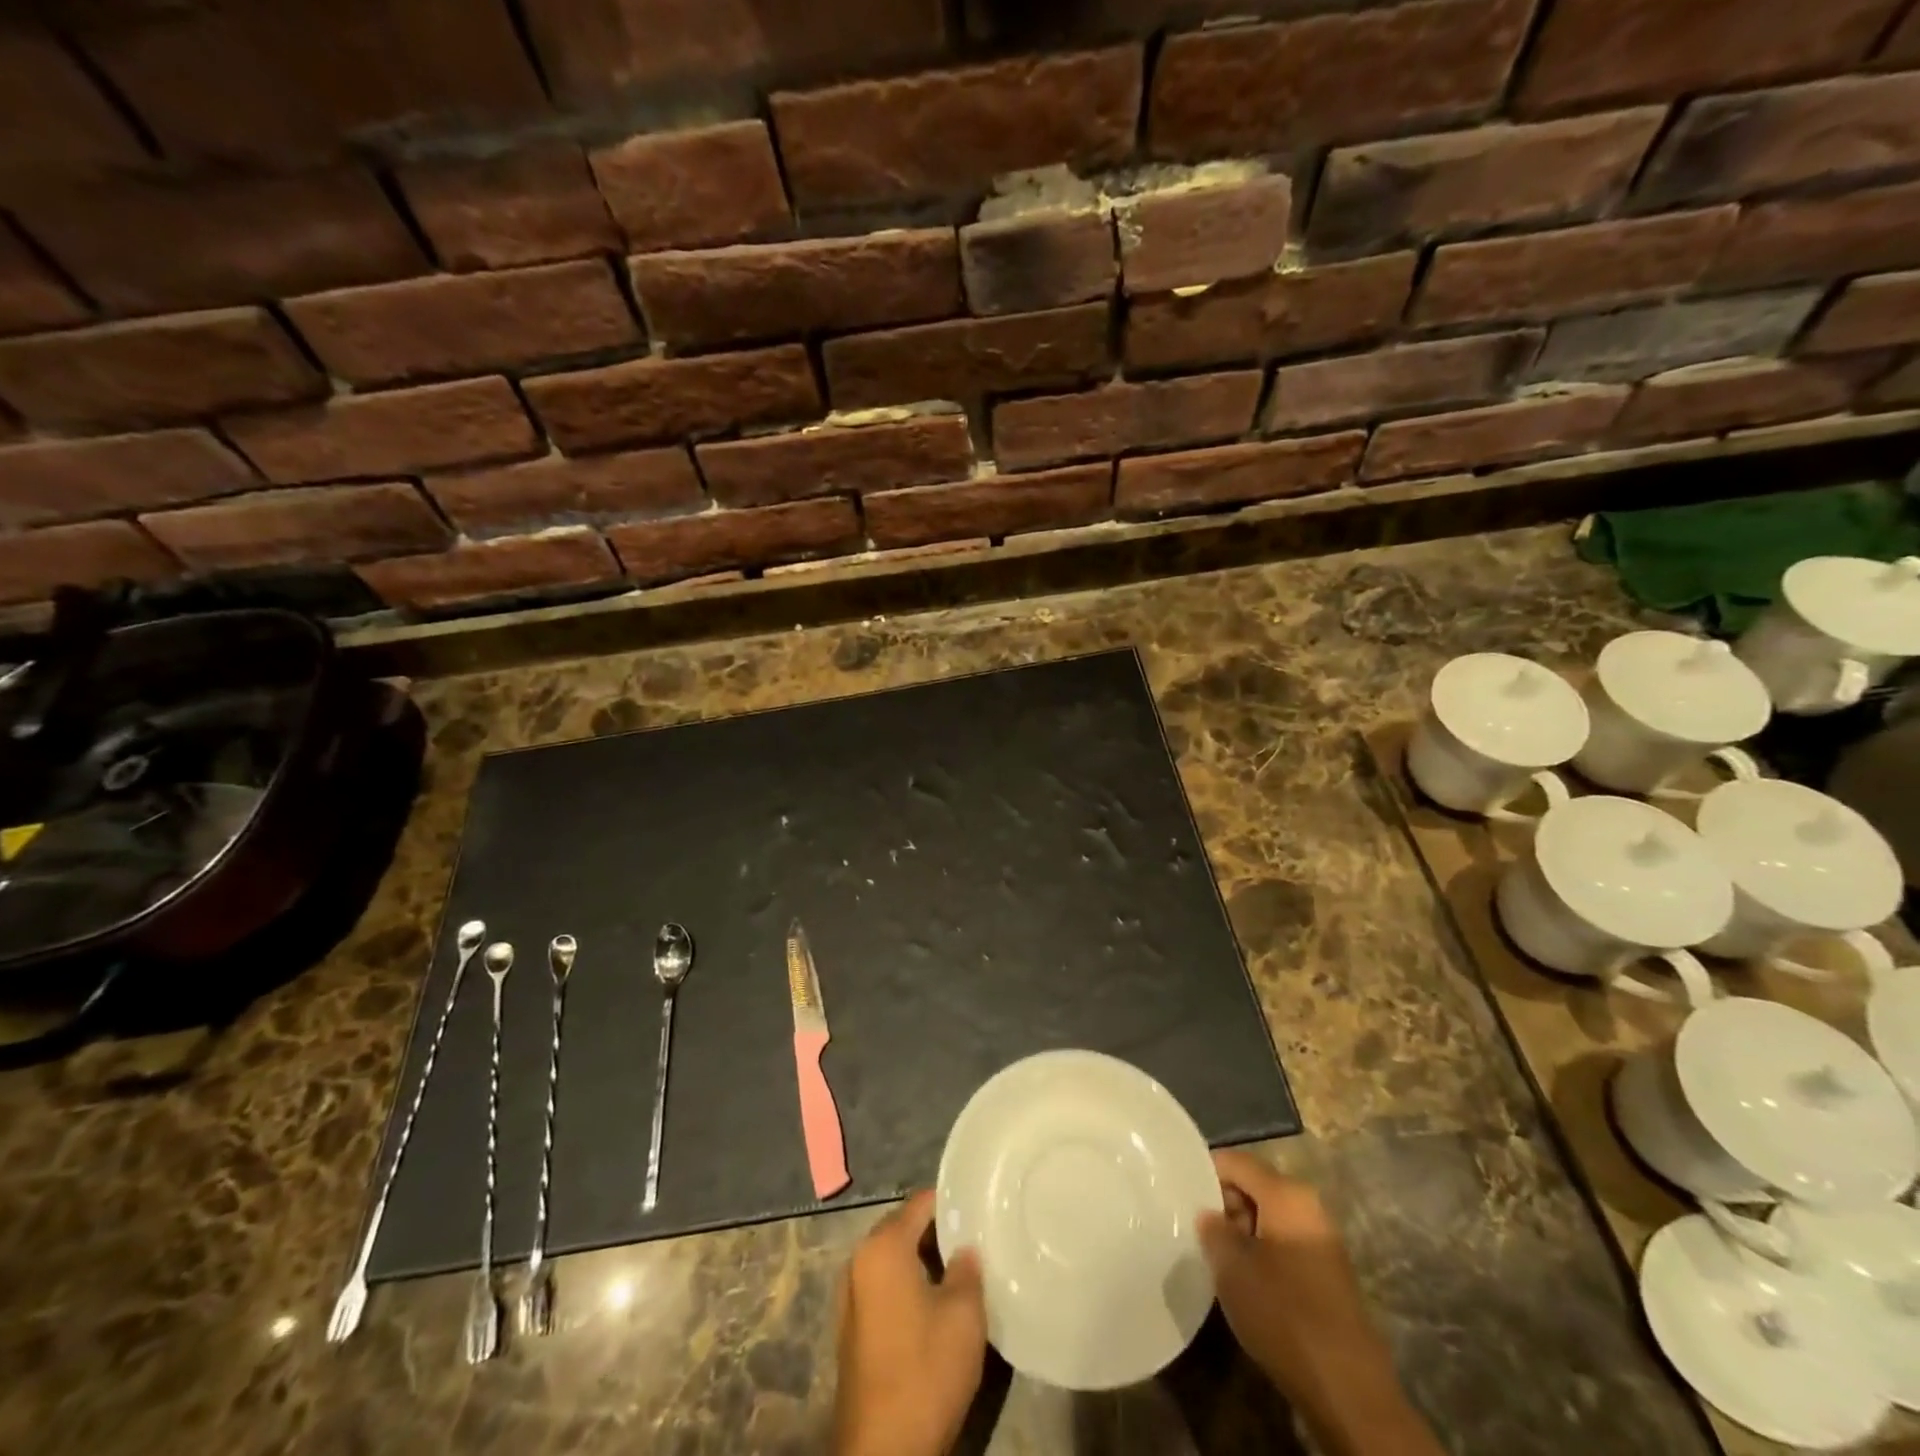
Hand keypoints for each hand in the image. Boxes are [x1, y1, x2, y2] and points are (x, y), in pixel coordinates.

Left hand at [832, 1189, 986, 1455]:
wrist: (883, 1452)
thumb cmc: (925, 1371)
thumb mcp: (964, 1315)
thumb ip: (967, 1269)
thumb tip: (964, 1249)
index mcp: (882, 1246)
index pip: (921, 1203)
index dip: (952, 1202)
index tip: (979, 1207)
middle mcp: (859, 1260)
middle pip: (903, 1227)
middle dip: (937, 1231)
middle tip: (974, 1239)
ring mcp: (850, 1295)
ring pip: (893, 1258)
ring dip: (922, 1260)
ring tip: (960, 1270)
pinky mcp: (852, 1328)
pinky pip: (884, 1286)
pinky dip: (907, 1284)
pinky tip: (935, 1303)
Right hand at [1200, 1150, 1442, 1455]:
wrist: (1347, 1390)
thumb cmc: (1284, 1313)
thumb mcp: (1232, 1267)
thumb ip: (1212, 1228)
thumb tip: (1207, 1213)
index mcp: (1287, 1194)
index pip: (1235, 1161)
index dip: (1203, 1170)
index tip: (1178, 1189)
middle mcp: (1308, 1207)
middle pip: (1253, 1186)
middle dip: (1221, 1203)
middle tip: (1192, 1225)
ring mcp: (1321, 1241)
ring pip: (1267, 1218)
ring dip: (1239, 1231)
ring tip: (1212, 1254)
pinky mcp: (1326, 1273)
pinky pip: (1282, 1244)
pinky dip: (1259, 1252)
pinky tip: (1241, 1278)